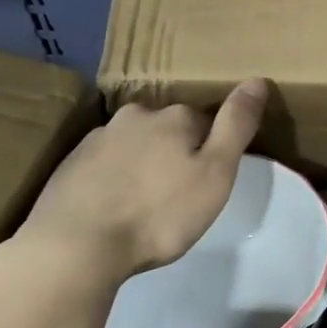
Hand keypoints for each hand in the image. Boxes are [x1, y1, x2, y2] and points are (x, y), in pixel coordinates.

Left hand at [0, 80, 268, 307]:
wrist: (74, 247)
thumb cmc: (158, 214)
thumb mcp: (215, 173)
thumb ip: (237, 125)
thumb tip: (258, 80)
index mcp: (175, 117)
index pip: (205, 122)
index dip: (211, 150)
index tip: (209, 181)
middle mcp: (136, 116)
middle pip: (168, 130)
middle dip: (175, 154)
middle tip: (177, 197)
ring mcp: (98, 139)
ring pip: (134, 145)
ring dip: (143, 166)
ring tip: (143, 207)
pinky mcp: (69, 165)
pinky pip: (104, 165)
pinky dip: (113, 180)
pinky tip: (113, 210)